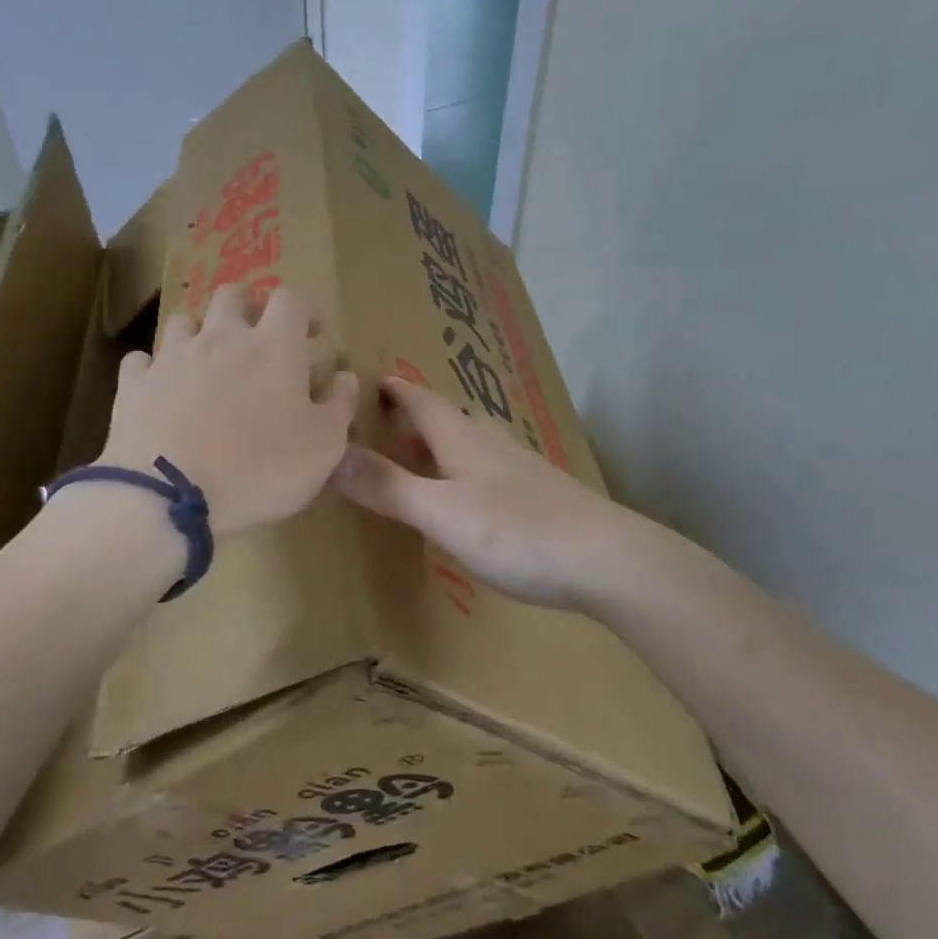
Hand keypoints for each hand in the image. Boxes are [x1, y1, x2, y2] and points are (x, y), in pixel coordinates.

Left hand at [97, 284, 359, 537]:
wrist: (170, 499)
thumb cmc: (260, 470)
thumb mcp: (324, 447)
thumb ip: (340, 404)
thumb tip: (344, 375)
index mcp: (272, 346)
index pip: (290, 299)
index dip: (304, 309)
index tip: (311, 333)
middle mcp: (220, 338)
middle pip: (231, 295)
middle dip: (247, 308)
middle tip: (257, 340)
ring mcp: (171, 358)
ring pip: (183, 321)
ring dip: (199, 334)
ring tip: (207, 364)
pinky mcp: (133, 384)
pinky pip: (141, 361)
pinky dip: (153, 369)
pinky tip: (160, 390)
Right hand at [331, 377, 627, 608]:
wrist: (607, 559)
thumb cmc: (517, 531)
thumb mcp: (441, 513)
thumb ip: (388, 487)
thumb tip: (330, 454)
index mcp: (463, 440)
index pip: (423, 402)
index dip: (398, 391)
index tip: (375, 379)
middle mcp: (492, 444)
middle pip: (450, 418)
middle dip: (419, 416)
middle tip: (389, 422)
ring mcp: (522, 468)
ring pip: (475, 442)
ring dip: (445, 442)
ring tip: (425, 455)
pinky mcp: (543, 494)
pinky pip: (494, 468)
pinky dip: (469, 469)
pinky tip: (474, 493)